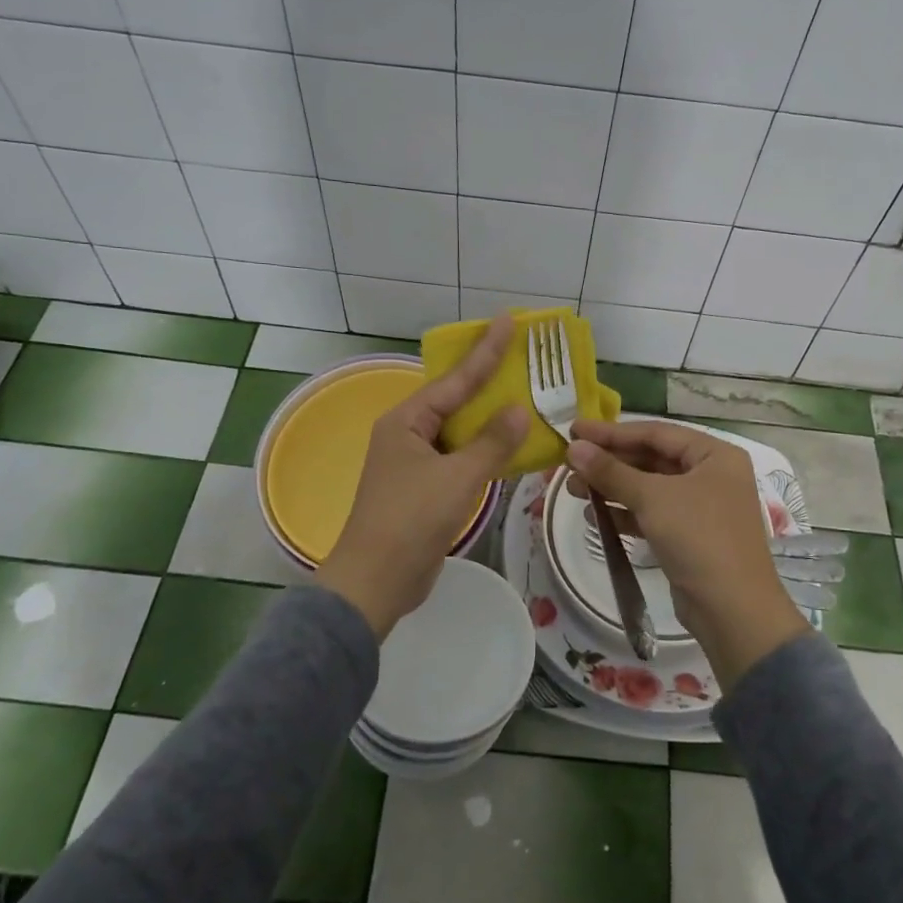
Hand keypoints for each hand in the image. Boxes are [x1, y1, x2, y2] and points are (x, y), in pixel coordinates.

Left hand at [318, 316, 528, 638]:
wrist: (377, 581)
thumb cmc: (411, 520)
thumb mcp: (457, 477)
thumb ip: (491, 443)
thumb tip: (518, 409)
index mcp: (407, 421)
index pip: (455, 380)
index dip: (485, 351)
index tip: (508, 321)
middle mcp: (408, 434)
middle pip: (455, 400)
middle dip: (489, 380)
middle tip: (522, 356)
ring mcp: (415, 462)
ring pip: (459, 431)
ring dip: (490, 419)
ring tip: (525, 396)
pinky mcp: (425, 488)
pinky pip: (460, 457)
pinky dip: (484, 450)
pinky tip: (510, 445)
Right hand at [567, 419, 808, 685]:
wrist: (733, 610)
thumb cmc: (698, 538)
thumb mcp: (652, 498)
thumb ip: (611, 471)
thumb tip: (573, 448)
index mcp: (715, 454)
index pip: (656, 433)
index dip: (612, 432)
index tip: (574, 430)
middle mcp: (712, 475)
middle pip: (652, 459)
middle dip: (610, 463)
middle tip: (569, 464)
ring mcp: (703, 507)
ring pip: (650, 488)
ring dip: (612, 487)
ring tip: (573, 490)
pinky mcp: (691, 536)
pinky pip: (653, 513)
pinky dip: (626, 512)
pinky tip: (595, 516)